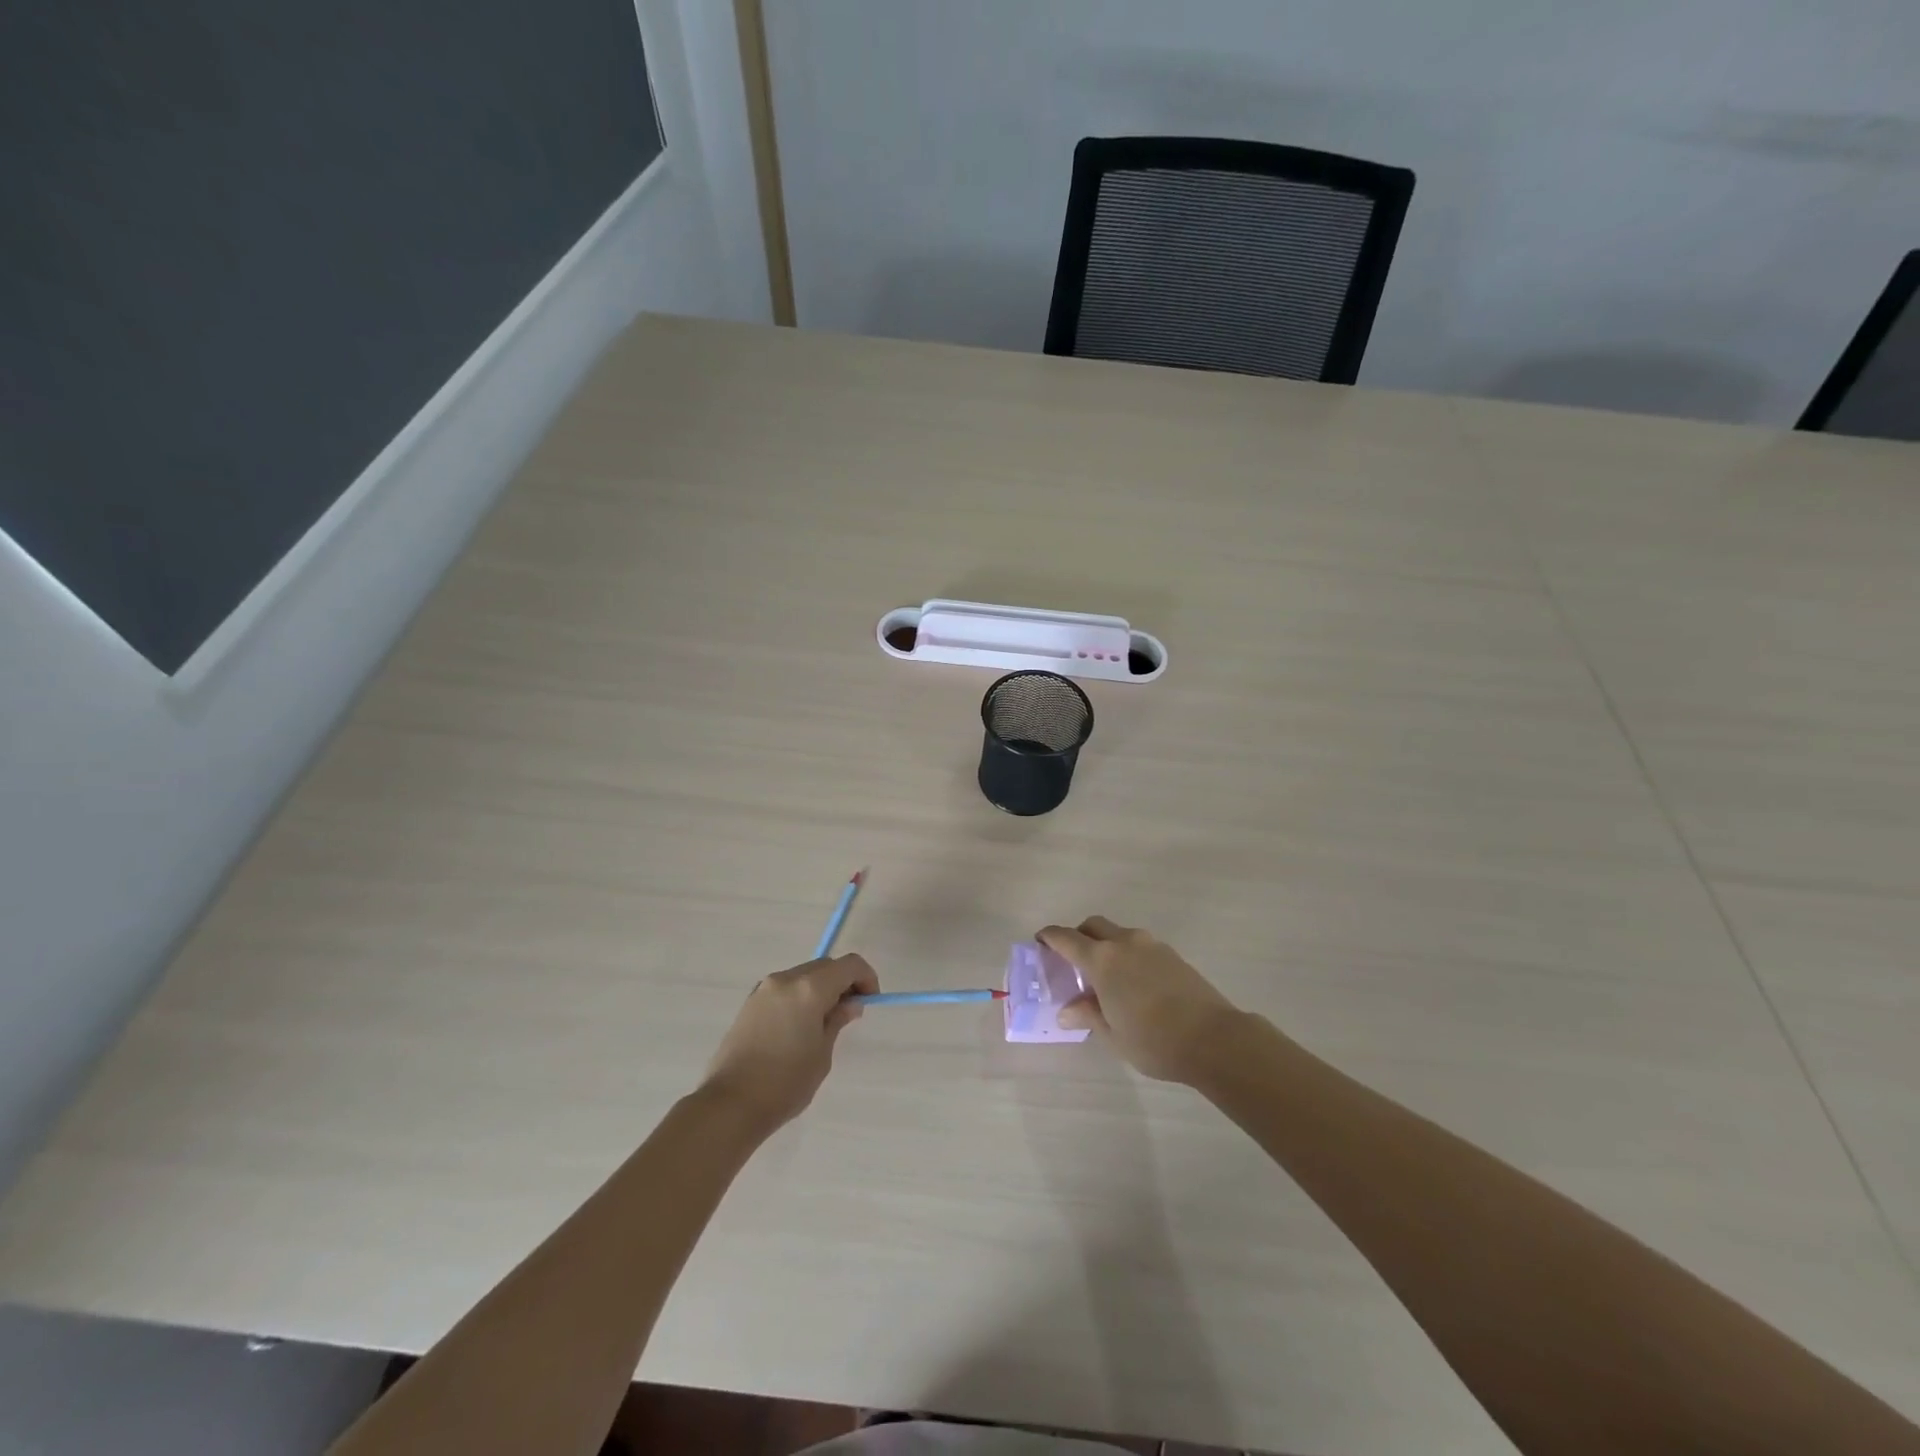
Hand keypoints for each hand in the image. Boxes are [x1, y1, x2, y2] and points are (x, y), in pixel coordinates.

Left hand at [699, 954, 878, 1133]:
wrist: (729, 1104)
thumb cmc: (785, 1083)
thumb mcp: (822, 1054)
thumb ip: (837, 1020)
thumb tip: (850, 1004)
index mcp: (809, 988)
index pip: (848, 965)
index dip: (866, 977)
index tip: (870, 1001)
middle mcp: (785, 979)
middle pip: (825, 966)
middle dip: (843, 982)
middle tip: (850, 1012)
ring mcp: (763, 989)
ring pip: (803, 976)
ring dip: (820, 988)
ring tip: (823, 1022)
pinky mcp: (749, 1003)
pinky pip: (784, 989)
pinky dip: (800, 996)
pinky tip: (799, 1027)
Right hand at [1037, 917, 1242, 1083]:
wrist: (1214, 1039)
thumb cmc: (1153, 1040)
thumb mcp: (1112, 1034)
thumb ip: (1088, 1015)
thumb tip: (1066, 1011)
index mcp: (1102, 960)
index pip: (1066, 938)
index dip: (1049, 937)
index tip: (1039, 941)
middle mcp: (1125, 943)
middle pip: (1093, 926)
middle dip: (1078, 936)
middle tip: (1071, 959)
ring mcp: (1152, 946)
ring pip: (1119, 933)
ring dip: (1105, 945)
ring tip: (1104, 975)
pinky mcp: (1173, 955)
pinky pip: (1139, 945)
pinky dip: (1127, 954)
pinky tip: (1132, 982)